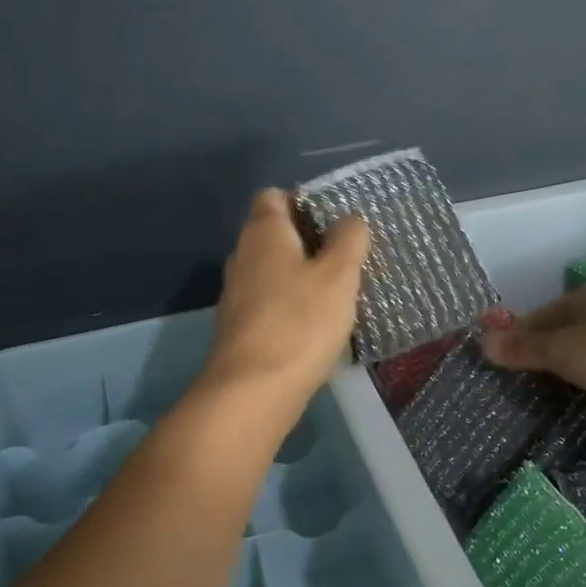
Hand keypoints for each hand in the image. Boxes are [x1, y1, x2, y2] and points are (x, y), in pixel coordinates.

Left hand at [204, 189, 370, 401]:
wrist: (252, 390)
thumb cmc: (299, 322)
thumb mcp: (338, 276)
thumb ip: (348, 240)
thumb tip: (349, 220)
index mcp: (263, 232)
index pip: (273, 196)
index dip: (302, 199)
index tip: (334, 219)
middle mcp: (242, 255)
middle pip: (273, 232)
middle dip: (307, 239)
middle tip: (345, 255)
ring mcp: (236, 292)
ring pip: (271, 268)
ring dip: (300, 273)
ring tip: (337, 289)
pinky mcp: (239, 325)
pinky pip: (268, 299)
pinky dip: (290, 302)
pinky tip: (316, 322)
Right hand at [479, 282, 585, 431]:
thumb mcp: (561, 350)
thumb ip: (523, 348)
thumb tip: (481, 342)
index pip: (541, 313)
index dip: (520, 333)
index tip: (503, 356)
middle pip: (565, 328)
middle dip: (545, 348)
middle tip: (523, 375)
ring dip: (572, 364)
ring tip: (552, 387)